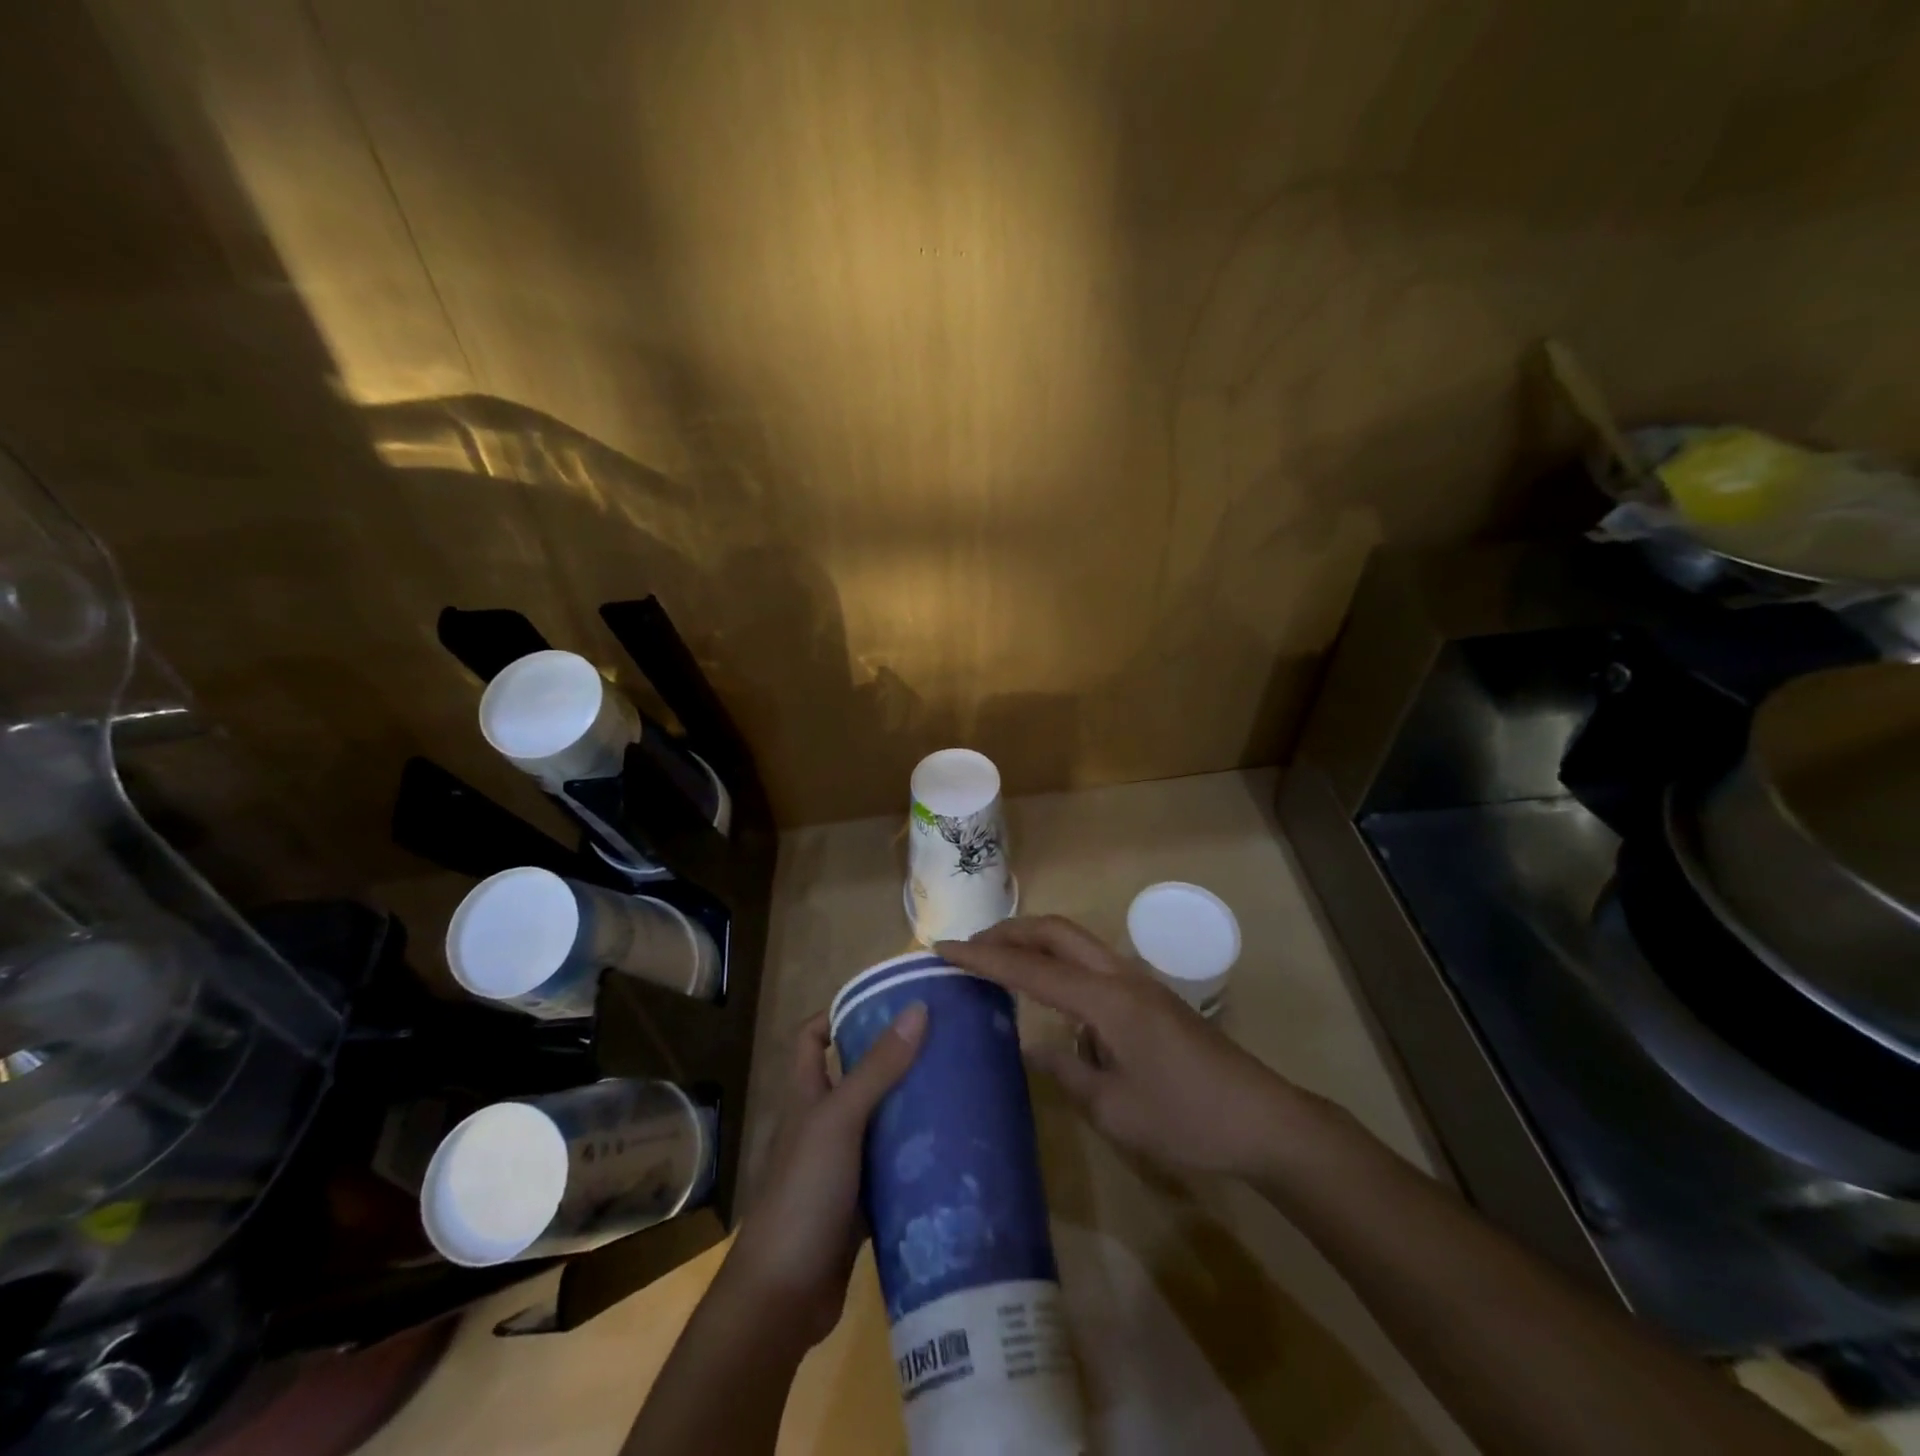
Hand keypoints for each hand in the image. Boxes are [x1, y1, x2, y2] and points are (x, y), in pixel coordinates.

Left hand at [722, 1003, 925, 1346]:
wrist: (782, 1297)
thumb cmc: (803, 1193)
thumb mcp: (839, 1121)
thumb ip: (877, 1069)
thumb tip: (917, 1009)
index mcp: (806, 1097)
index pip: (812, 1038)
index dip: (838, 1015)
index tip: (885, 1004)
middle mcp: (821, 1125)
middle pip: (855, 1077)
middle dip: (893, 1060)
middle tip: (941, 1044)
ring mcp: (839, 1167)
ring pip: (878, 1125)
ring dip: (909, 1111)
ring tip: (957, 1089)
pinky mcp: (859, 1206)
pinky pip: (891, 1172)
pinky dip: (914, 1162)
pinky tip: (951, 1153)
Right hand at [939, 916, 1314, 1180]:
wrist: (1263, 1119)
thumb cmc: (1187, 1119)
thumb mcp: (1115, 1109)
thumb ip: (1067, 1072)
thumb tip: (1032, 1048)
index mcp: (1106, 1000)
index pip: (1031, 969)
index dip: (984, 958)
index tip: (943, 948)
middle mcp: (1120, 975)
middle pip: (1056, 931)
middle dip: (1009, 931)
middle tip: (969, 947)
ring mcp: (1139, 981)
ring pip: (1076, 941)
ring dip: (1035, 942)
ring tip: (999, 963)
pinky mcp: (1149, 996)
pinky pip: (1092, 962)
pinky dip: (1059, 962)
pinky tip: (1050, 997)